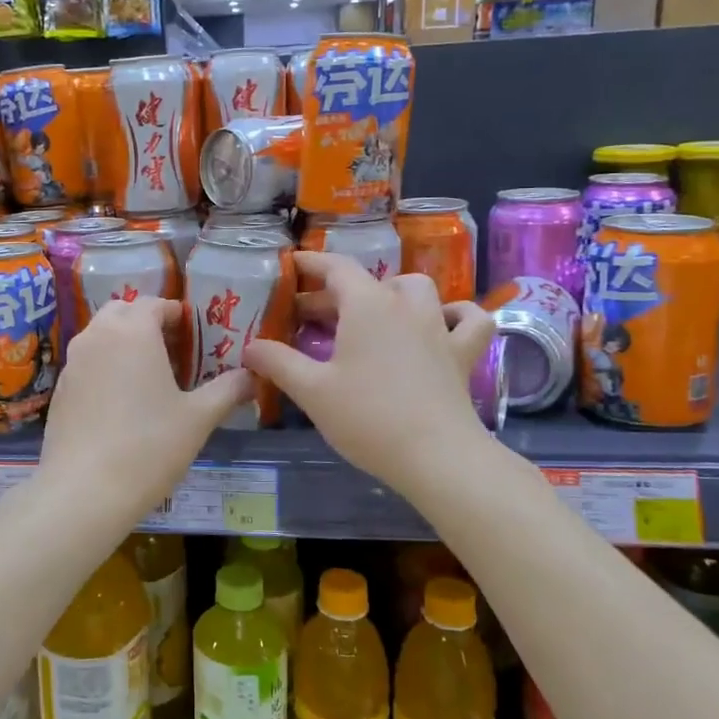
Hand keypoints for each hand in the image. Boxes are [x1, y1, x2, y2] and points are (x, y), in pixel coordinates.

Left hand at [38, 297, 253, 521]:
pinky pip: (86, 363)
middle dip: (146, 323)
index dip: (176, 315)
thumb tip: (251, 377)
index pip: (155, 303)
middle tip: (172, 351)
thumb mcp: (198, 418)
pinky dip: (104, 367)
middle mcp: (97, 336)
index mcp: (133, 331)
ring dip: (123, 343)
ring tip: (148, 376)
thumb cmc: (149, 446)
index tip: (194, 335)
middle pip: (123, 311)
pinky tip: (120, 403)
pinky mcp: (59, 389)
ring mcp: (73, 362)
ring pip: (100, 336)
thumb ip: (227, 390)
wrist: (84, 490)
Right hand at [244, 250, 498, 494]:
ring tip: (373, 313)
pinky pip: (468, 319)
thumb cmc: (368, 417)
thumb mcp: (311, 391)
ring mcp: (439, 328)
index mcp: (367, 306)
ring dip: (394, 292)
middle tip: (311, 316)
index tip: (293, 264)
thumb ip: (277, 363)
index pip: (336, 268)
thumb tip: (250, 348)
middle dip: (338, 292)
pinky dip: (456, 313)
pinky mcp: (462, 354)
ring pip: (419, 289)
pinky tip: (443, 322)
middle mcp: (405, 306)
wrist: (436, 456)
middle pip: (369, 283)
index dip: (312, 263)